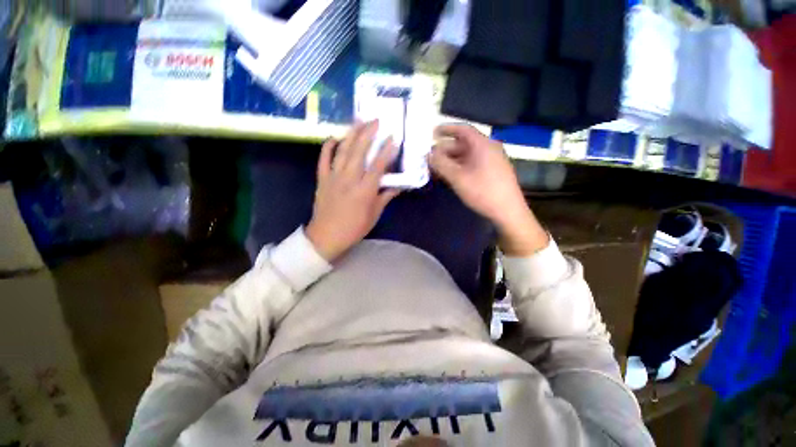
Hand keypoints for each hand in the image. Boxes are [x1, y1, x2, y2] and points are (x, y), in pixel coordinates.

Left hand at [306, 121, 400, 261]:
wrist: (326, 236)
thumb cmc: (354, 228)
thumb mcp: (374, 215)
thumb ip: (385, 198)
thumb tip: (397, 186)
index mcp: (364, 191)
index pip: (378, 166)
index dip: (386, 151)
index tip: (393, 138)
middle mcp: (349, 180)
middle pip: (359, 152)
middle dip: (368, 134)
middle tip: (375, 120)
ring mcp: (333, 177)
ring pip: (343, 151)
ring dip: (351, 134)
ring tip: (358, 121)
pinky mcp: (322, 179)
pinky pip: (324, 159)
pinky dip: (328, 147)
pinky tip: (334, 137)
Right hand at [429, 124, 548, 255]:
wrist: (507, 211)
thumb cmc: (482, 191)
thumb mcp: (458, 178)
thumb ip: (441, 164)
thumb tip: (429, 154)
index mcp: (482, 145)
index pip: (462, 130)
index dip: (446, 129)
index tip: (432, 133)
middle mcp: (488, 148)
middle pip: (463, 144)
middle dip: (445, 150)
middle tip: (430, 158)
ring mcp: (491, 160)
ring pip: (466, 155)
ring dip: (450, 160)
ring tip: (436, 169)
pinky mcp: (492, 171)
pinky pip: (472, 163)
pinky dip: (459, 166)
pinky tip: (450, 175)